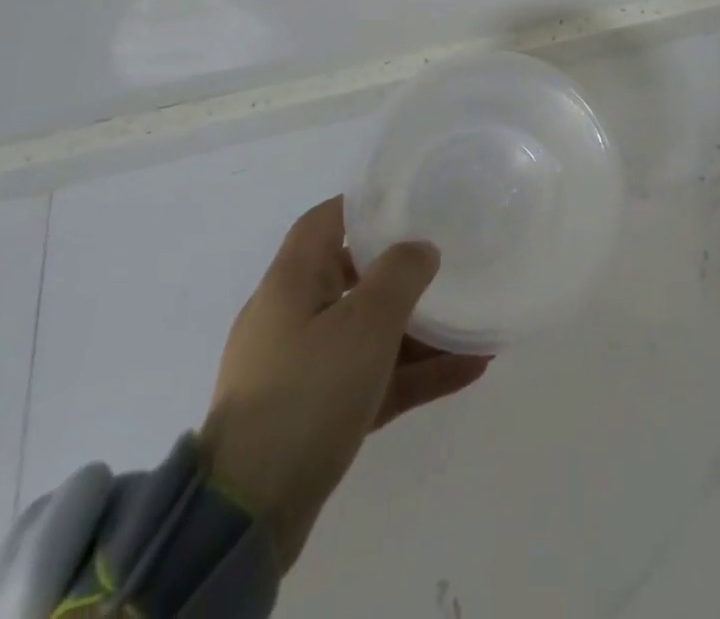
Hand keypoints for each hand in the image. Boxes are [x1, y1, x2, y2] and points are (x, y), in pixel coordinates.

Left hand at [200, 196, 490, 570]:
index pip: (325, 220)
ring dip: (418, 329)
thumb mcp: (364, 324)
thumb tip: (420, 248)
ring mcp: (301, 367)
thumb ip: (400, 275)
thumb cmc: (307, 395)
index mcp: (291, 282)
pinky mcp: (314, 413)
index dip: (365, 205)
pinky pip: (372, 377)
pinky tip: (469, 369)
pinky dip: (412, 371)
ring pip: (368, 332)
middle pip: (352, 275)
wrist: (247, 516)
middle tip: (448, 262)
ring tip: (472, 322)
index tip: (410, 203)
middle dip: (401, 270)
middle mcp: (292, 316)